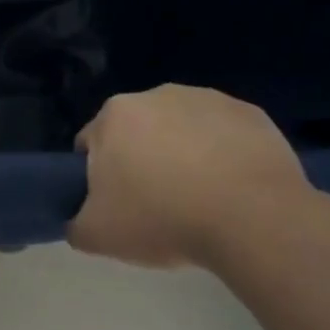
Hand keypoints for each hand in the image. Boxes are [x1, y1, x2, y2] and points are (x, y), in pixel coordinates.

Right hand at [69, 84, 311, 268]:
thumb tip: (79, 221)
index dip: (99, 177)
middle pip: (138, 132)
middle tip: (157, 205)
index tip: (117, 206)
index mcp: (114, 115)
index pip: (91, 144)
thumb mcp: (98, 236)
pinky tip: (233, 190)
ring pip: (182, 130)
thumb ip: (75, 224)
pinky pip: (225, 135)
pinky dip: (224, 156)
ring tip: (201, 200)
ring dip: (184, 155)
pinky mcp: (250, 114)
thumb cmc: (163, 219)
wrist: (253, 219)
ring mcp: (207, 99)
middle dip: (142, 161)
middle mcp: (156, 94)